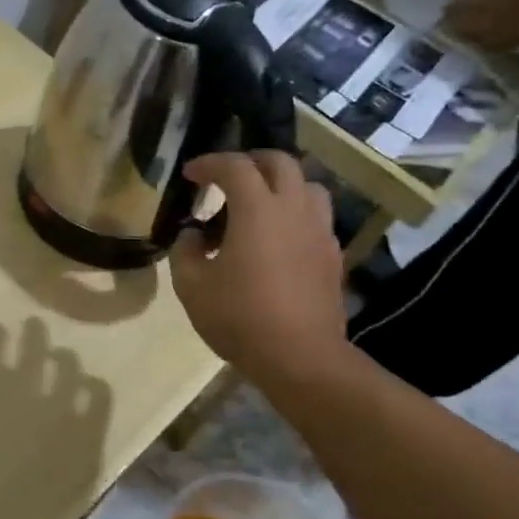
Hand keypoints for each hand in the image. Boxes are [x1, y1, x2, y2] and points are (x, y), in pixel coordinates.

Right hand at [169, 151, 347, 384]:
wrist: (300, 356)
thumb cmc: (240, 317)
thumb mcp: (191, 286)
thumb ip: (185, 251)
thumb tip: (192, 236)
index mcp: (257, 209)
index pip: (234, 166)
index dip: (209, 163)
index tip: (190, 174)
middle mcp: (293, 209)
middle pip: (279, 162)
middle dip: (250, 161)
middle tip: (227, 178)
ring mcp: (319, 230)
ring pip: (307, 185)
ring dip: (281, 184)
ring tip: (259, 204)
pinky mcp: (332, 254)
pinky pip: (316, 217)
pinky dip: (295, 213)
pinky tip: (278, 238)